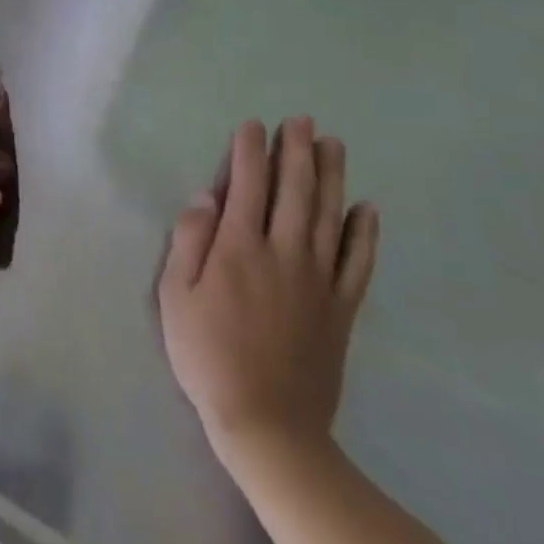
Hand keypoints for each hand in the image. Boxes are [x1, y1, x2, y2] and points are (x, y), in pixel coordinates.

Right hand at [158, 118, 377, 470]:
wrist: (267, 422)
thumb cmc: (207, 355)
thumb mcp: (176, 297)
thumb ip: (189, 242)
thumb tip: (206, 197)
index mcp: (238, 248)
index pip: (247, 186)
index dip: (249, 151)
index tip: (253, 125)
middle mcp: (283, 253)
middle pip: (294, 191)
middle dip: (296, 151)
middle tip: (302, 120)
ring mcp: (318, 280)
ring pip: (329, 216)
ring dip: (332, 176)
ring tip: (334, 144)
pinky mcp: (340, 308)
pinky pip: (358, 262)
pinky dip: (365, 233)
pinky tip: (367, 208)